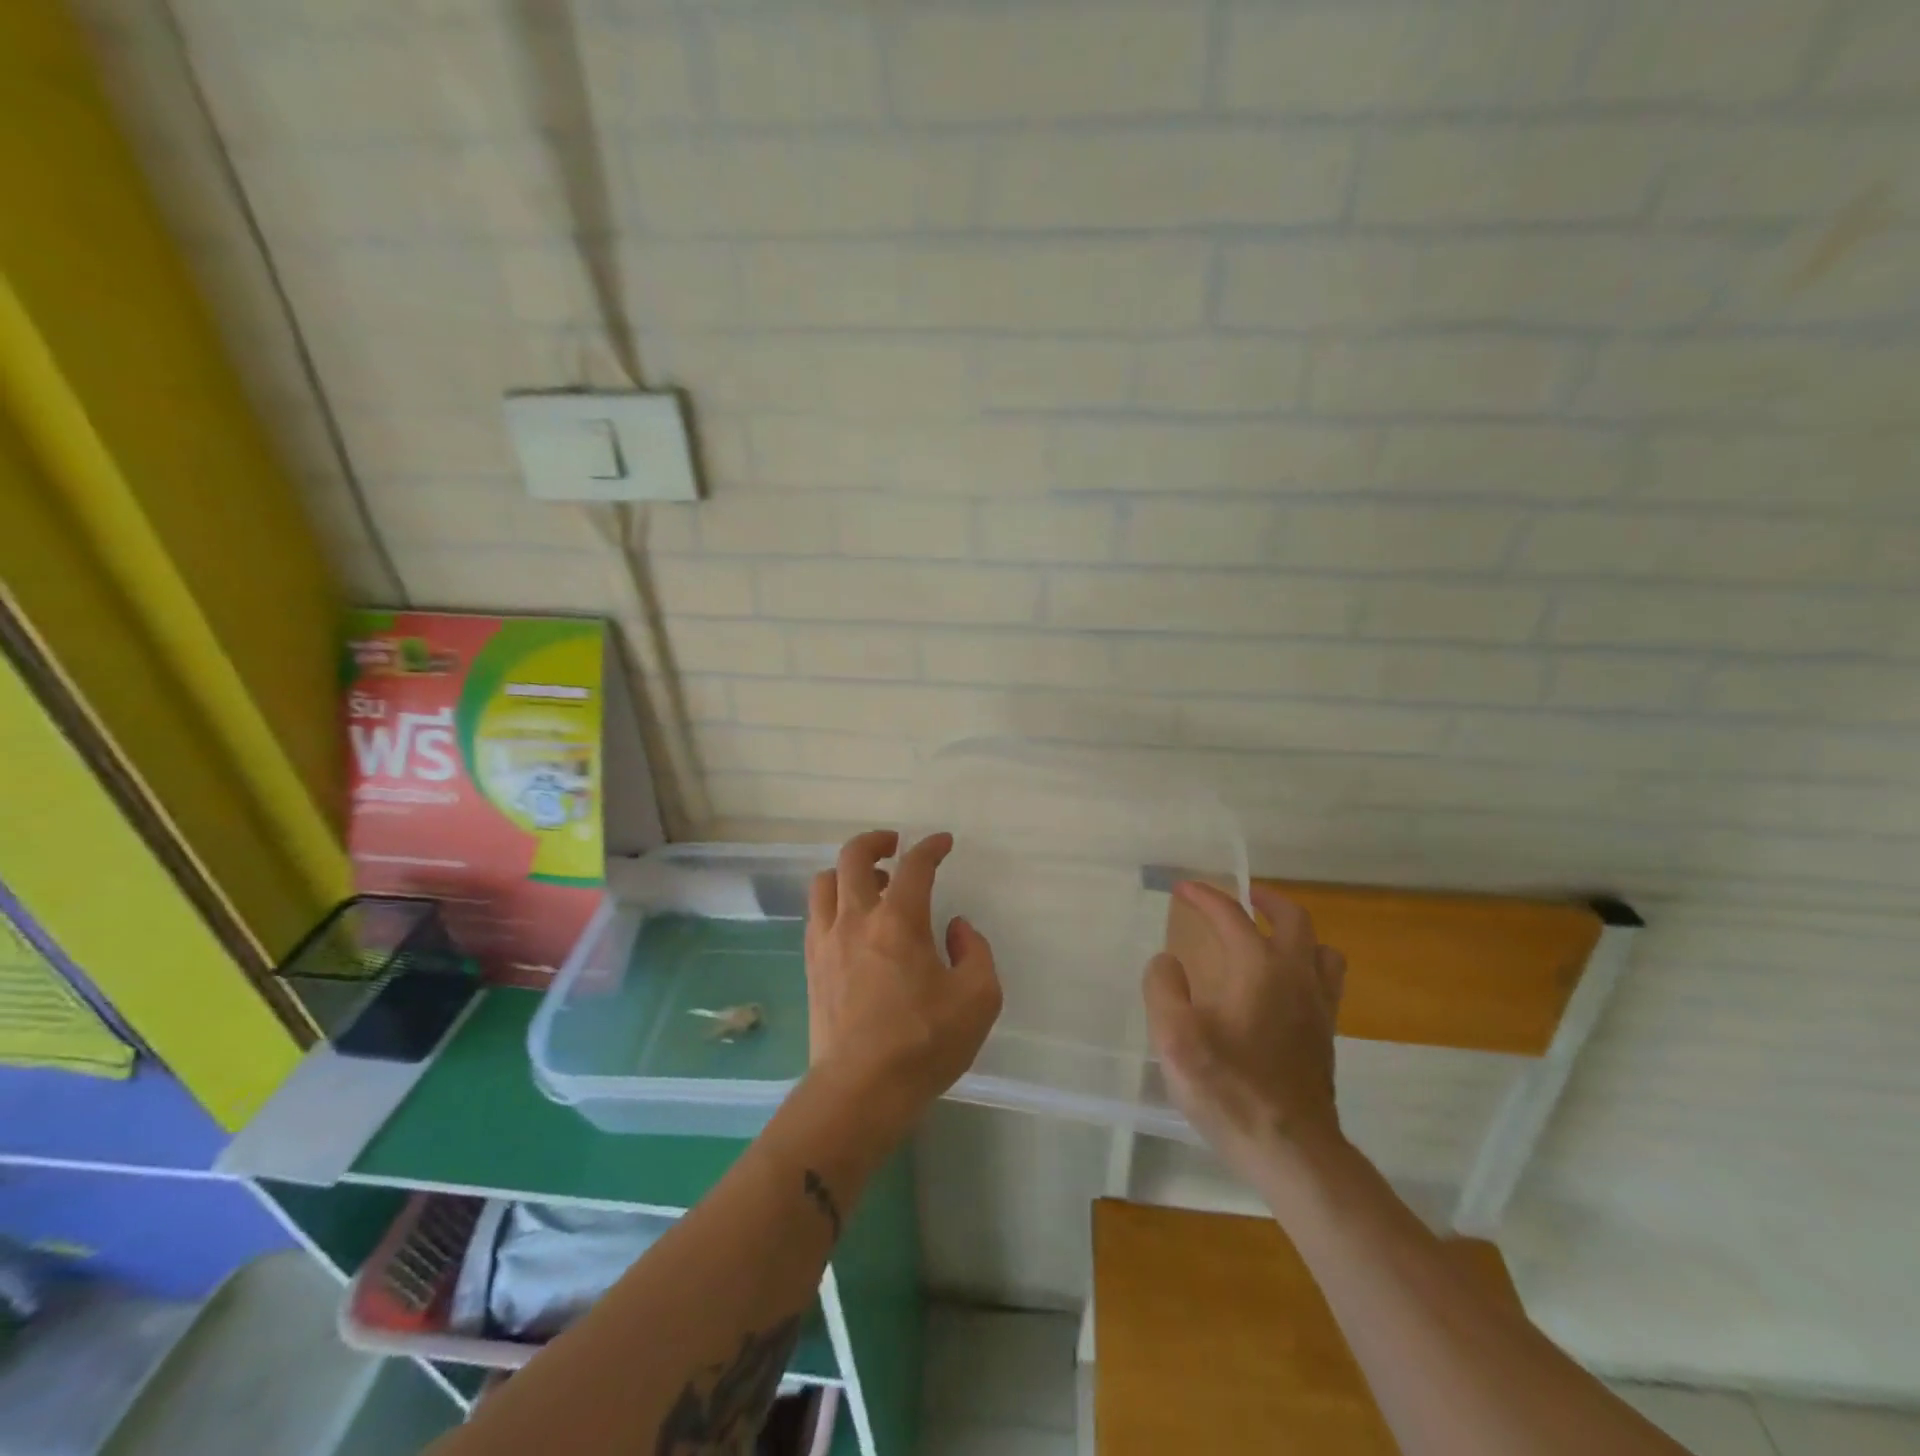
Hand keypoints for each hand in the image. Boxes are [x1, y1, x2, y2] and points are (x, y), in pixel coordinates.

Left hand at [803, 830, 1002, 1141]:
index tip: (943, 843)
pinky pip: (816, 915)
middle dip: (876, 841)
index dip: (931, 847)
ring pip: (824, 882)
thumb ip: (975, 952)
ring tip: (871, 886)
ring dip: (848, 872)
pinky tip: (851, 923)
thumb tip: (955, 929)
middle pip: (853, 857)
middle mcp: (856, 919)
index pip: (915, 866)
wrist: (860, 1090)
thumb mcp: (978, 998)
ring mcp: (827, 941)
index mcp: (899, 920)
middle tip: (894, 846)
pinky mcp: (812, 966)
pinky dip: (833, 903)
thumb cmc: (924, 1043)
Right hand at [1143, 880, 1347, 1179]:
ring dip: (1296, 933)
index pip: (1232, 916)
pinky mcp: (1326, 1037)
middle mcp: (1297, 977)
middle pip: (1293, 919)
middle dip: (1265, 900)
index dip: (1205, 897)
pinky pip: (1326, 983)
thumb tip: (1168, 962)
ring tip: (1271, 937)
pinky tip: (1282, 988)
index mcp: (1260, 968)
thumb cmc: (1229, 1089)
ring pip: (1322, 950)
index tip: (1183, 889)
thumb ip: (1163, 989)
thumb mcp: (1175, 1038)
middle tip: (1242, 896)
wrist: (1292, 1151)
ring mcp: (1319, 1008)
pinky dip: (1306, 966)